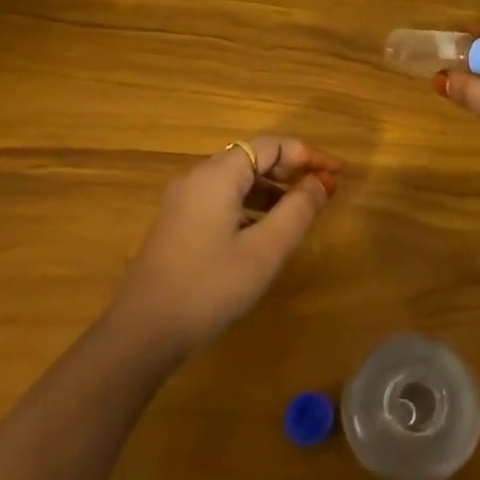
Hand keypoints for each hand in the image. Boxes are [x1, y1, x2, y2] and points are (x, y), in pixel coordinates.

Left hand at [109, 135, 340, 357]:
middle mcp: (197, 179)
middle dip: (291, 171)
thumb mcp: (264, 250)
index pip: (270, 145)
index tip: (337, 174)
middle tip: (323, 192)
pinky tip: (266, 234)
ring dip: (272, 190)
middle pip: (252, 158)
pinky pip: (222, 201)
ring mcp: (183, 203)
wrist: (142, 334)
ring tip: (301, 214)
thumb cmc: (209, 287)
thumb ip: (297, 210)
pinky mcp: (178, 226)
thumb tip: (320, 182)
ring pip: (237, 181)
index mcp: (217, 176)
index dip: (308, 155)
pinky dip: (251, 207)